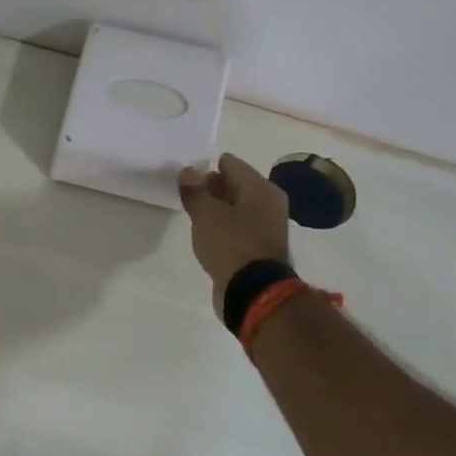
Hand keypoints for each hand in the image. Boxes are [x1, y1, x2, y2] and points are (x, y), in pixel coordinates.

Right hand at [178, 153, 291, 315]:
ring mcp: (266, 227)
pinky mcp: (258, 248)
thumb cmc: (231, 245)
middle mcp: (269, 203)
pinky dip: (223, 226)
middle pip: (236, 185)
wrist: (253, 291)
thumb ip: (195, 191)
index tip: (187, 174)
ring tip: (193, 211)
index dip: (208, 166)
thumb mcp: (206, 214)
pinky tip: (206, 232)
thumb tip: (188, 171)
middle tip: (187, 191)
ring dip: (217, 208)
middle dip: (212, 186)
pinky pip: (237, 227)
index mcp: (261, 189)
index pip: (231, 164)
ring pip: (236, 207)